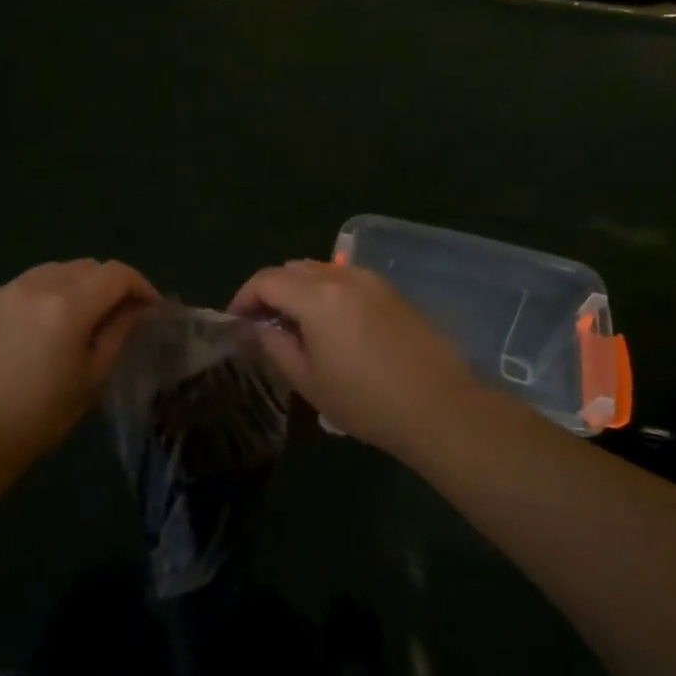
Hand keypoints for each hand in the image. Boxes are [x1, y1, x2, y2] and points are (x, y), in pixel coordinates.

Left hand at [0, 259, 157, 470]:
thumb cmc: (36, 417)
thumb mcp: (91, 380)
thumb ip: (118, 334)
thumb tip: (136, 309)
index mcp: (68, 304)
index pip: (117, 274)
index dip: (142, 286)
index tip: (151, 310)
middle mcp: (37, 284)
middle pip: (88, 266)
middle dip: (111, 285)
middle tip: (121, 316)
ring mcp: (6, 290)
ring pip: (56, 271)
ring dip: (80, 286)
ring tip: (84, 319)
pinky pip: (29, 284)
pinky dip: (50, 293)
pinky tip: (46, 326)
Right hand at [230, 260, 480, 458]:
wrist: (439, 407)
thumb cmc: (366, 401)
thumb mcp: (308, 380)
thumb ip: (276, 345)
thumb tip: (263, 326)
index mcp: (317, 297)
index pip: (266, 280)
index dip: (244, 297)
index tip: (237, 321)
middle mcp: (343, 277)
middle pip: (293, 269)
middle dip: (271, 290)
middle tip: (265, 324)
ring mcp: (372, 281)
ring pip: (322, 270)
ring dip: (300, 289)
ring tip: (297, 324)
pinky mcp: (393, 292)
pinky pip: (348, 280)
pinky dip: (328, 292)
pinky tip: (333, 324)